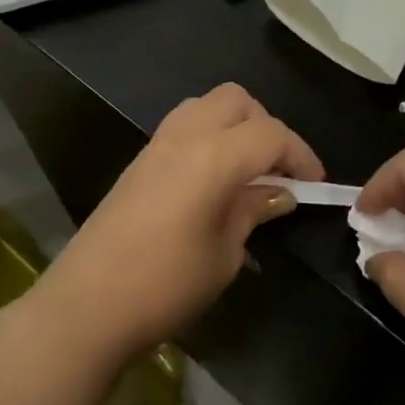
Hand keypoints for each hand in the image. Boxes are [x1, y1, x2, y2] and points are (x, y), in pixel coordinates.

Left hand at [32, 84, 322, 369]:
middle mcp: (186, 136)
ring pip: (206, 105)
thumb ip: (252, 211)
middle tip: (278, 170)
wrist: (88, 303)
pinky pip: (183, 126)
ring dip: (234, 125)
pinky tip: (213, 179)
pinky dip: (208, 137)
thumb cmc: (167, 284)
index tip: (315, 185)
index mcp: (215, 156)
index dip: (301, 155)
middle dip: (266, 126)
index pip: (272, 135)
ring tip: (247, 170)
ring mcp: (157, 144)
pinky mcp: (138, 160)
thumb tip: (278, 194)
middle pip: (236, 100)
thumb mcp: (225, 253)